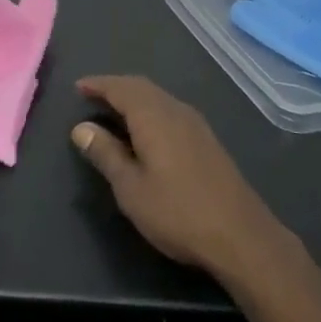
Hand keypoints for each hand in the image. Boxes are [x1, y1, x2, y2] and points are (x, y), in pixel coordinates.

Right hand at [71, 76, 291, 281]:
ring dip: (134, 98)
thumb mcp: (131, 188)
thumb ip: (106, 154)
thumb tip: (81, 128)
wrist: (242, 236)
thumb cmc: (177, 212)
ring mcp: (196, 124)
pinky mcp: (207, 140)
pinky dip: (150, 110)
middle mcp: (176, 110)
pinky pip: (170, 110)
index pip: (121, 88)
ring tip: (114, 111)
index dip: (98, 85)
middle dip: (116, 87)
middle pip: (142, 87)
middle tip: (92, 96)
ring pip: (159, 98)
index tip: (78, 87)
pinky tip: (146, 131)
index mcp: (154, 116)